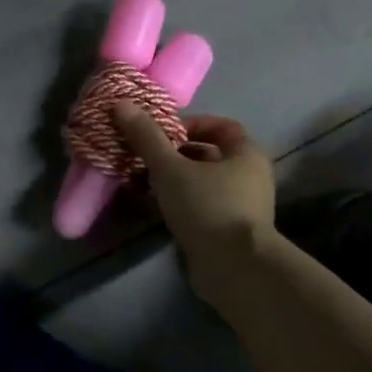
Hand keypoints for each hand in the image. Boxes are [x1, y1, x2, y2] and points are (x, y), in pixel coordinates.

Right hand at [113, 105, 276, 271]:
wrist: (234, 268)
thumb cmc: (207, 206)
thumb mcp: (170, 167)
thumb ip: (146, 137)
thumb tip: (122, 103)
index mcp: (246, 153)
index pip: (221, 126)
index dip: (190, 124)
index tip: (162, 133)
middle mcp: (249, 177)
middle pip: (208, 155)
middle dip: (174, 154)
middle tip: (144, 157)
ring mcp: (241, 206)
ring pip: (201, 183)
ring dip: (172, 181)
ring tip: (141, 182)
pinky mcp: (228, 231)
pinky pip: (200, 207)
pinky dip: (177, 204)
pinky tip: (152, 207)